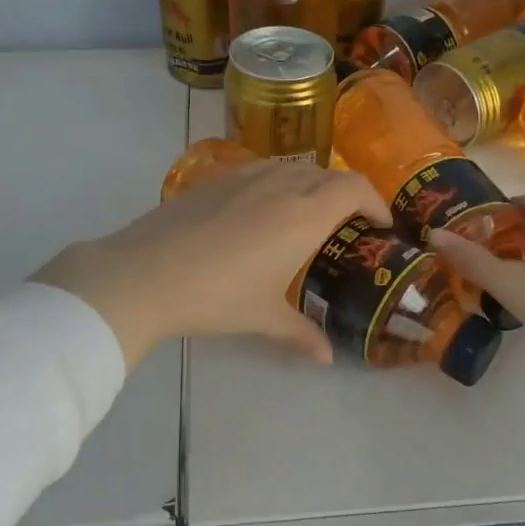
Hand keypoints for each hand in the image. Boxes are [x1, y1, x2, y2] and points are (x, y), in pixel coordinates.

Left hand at [32, 160, 392, 367]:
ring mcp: (246, 177)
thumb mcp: (264, 318)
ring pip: (294, 168)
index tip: (380, 225)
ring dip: (313, 185)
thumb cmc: (216, 297)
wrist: (144, 274)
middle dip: (348, 195)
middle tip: (348, 226)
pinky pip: (263, 171)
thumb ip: (301, 333)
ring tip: (308, 217)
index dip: (376, 201)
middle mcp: (281, 185)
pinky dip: (279, 184)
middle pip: (329, 174)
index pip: (356, 188)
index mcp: (305, 214)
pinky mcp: (216, 179)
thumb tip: (326, 357)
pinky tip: (263, 214)